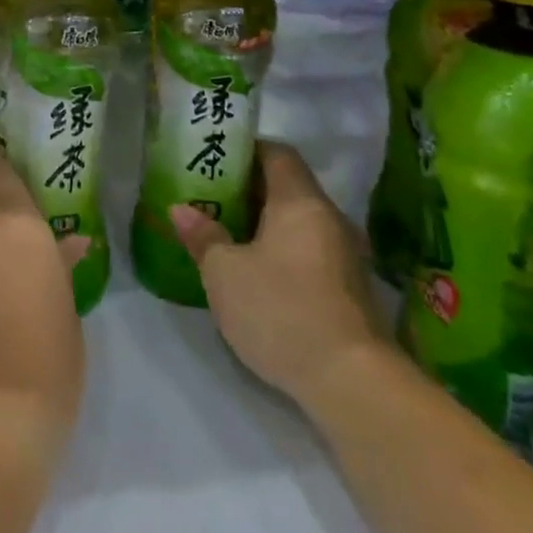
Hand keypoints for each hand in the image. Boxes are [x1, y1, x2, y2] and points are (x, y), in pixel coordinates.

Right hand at [171, 140, 386, 413]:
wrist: (352, 382)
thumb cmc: (281, 310)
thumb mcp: (224, 273)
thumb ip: (203, 236)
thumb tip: (181, 209)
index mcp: (300, 201)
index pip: (277, 153)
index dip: (246, 149)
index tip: (216, 158)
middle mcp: (329, 218)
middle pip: (288, 186)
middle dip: (249, 188)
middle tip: (210, 196)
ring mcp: (346, 255)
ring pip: (299, 222)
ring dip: (265, 223)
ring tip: (227, 233)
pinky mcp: (350, 289)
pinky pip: (310, 251)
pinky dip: (283, 250)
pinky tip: (256, 272)